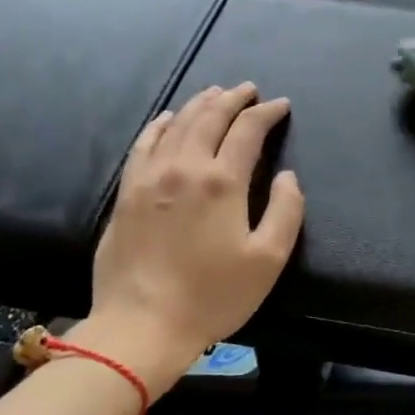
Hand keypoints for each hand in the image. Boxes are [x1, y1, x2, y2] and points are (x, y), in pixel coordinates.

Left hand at [75, 83, 303, 392]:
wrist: (143, 325)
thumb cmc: (213, 296)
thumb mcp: (268, 260)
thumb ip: (285, 211)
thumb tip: (287, 176)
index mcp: (222, 182)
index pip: (248, 131)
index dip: (267, 113)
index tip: (281, 105)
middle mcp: (185, 167)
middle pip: (210, 117)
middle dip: (233, 99)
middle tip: (248, 89)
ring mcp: (150, 177)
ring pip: (177, 124)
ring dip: (199, 104)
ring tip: (215, 94)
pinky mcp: (127, 193)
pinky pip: (143, 144)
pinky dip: (159, 125)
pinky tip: (167, 118)